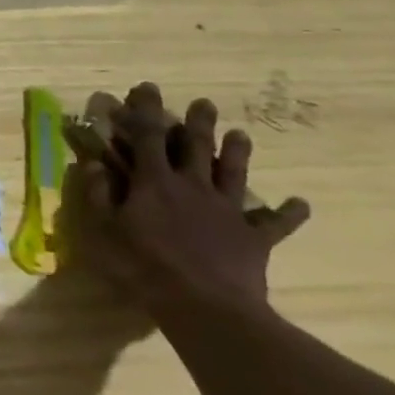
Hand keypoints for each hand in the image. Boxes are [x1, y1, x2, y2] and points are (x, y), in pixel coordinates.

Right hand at [62, 82, 309, 317]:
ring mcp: (226, 211)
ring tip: (242, 133)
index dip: (146, 110)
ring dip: (237, 152)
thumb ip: (97, 194)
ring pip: (233, 173)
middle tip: (205, 102)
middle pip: (197, 147)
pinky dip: (289, 213)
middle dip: (198, 123)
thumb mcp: (103, 230)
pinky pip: (275, 223)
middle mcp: (192, 186)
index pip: (148, 136)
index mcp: (155, 181)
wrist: (205, 307)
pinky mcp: (253, 238)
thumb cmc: (142, 266)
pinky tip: (301, 204)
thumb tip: (93, 163)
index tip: (147, 87)